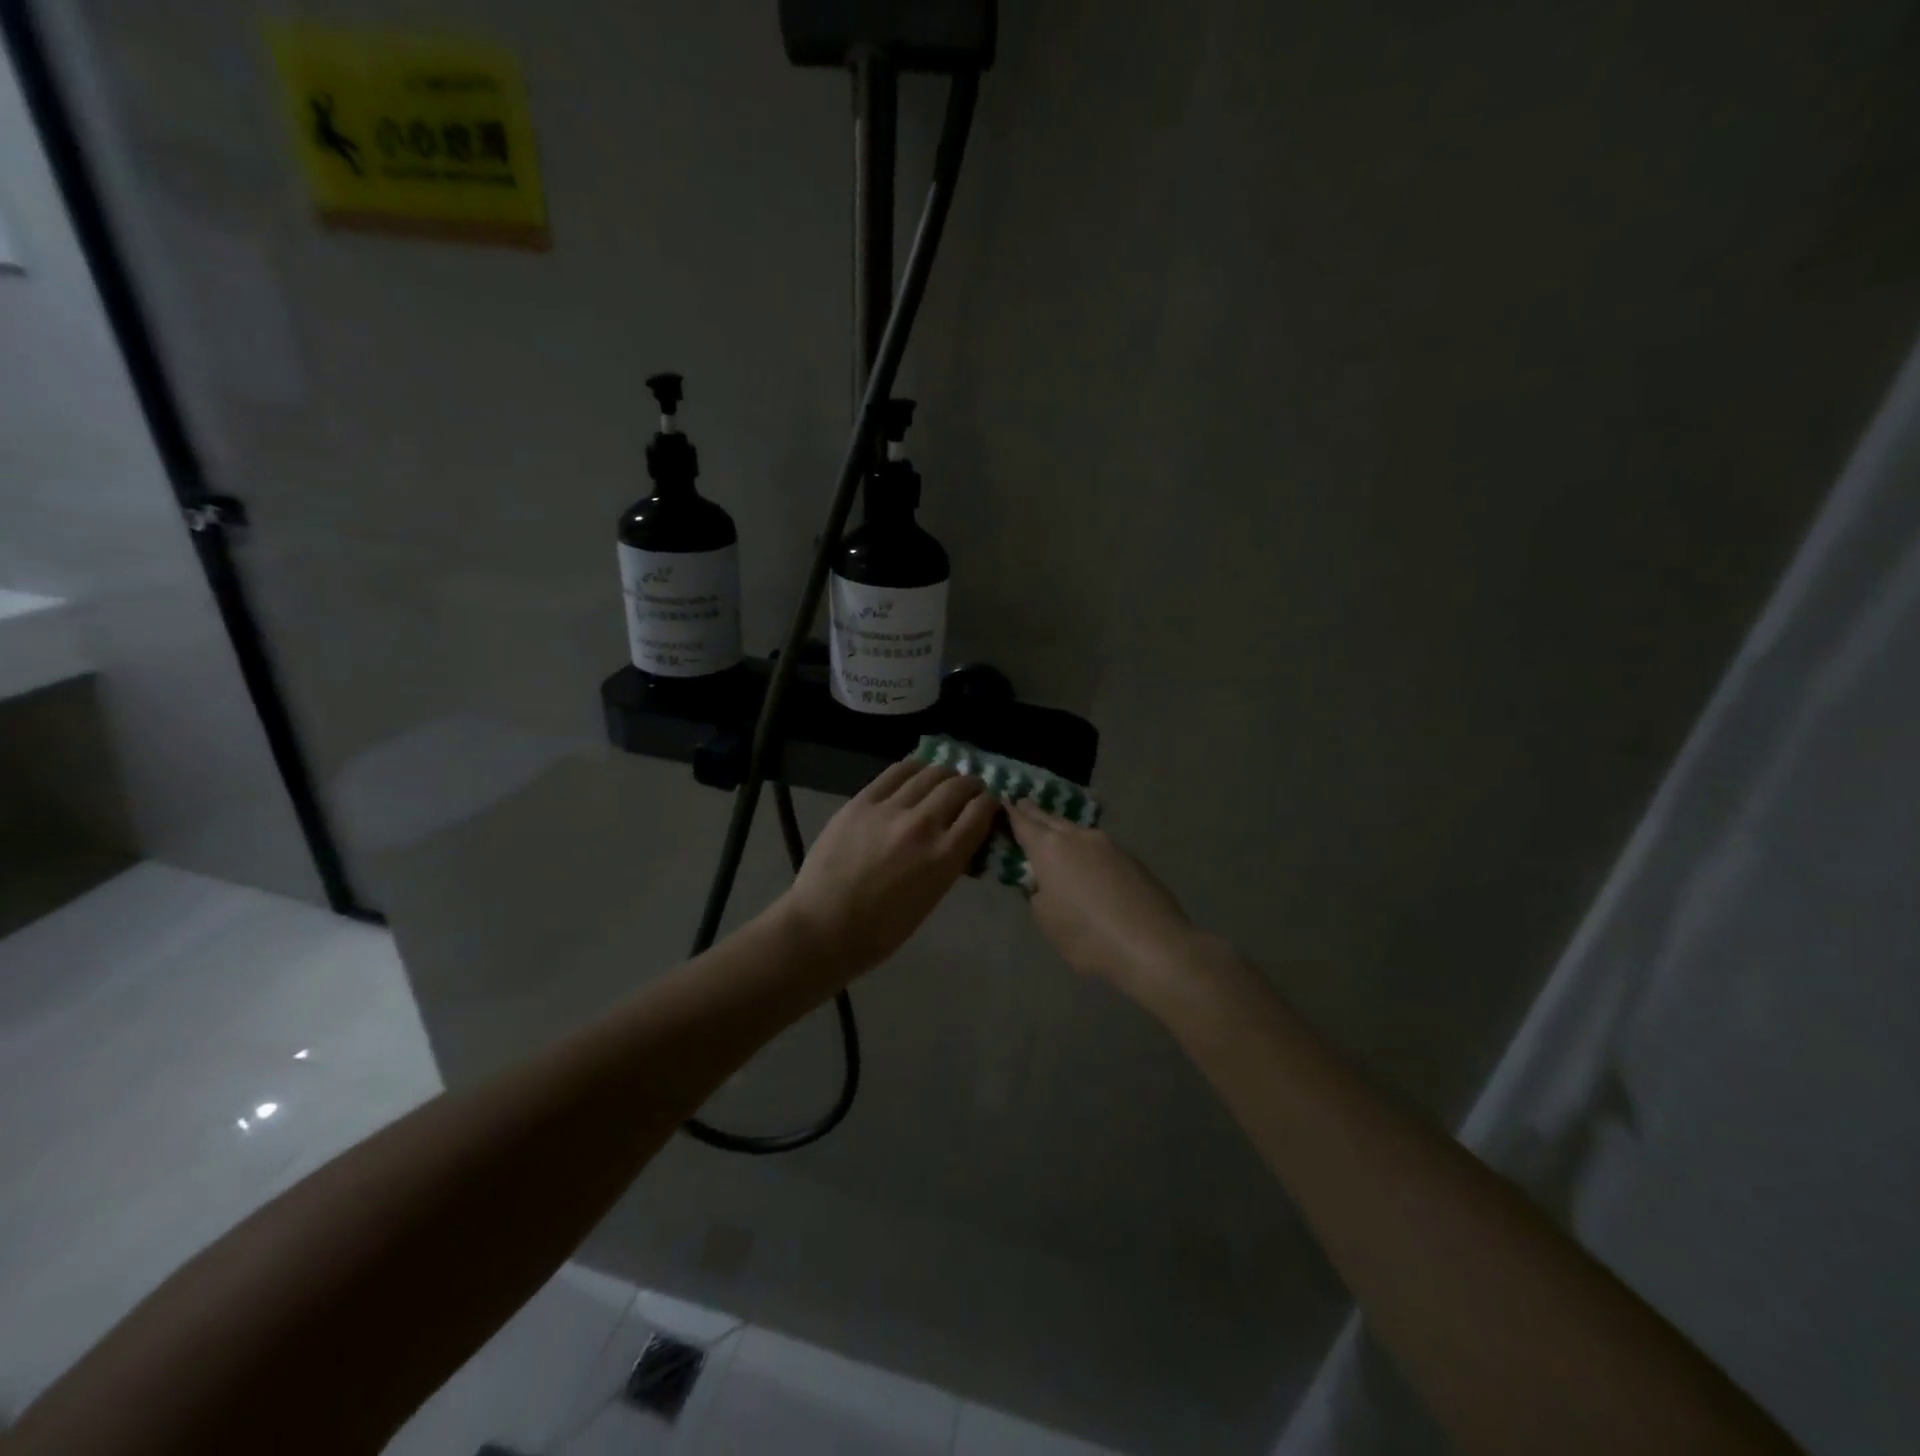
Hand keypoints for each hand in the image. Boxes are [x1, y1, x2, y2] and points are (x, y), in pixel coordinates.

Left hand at [781, 760, 1000, 973]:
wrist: (822, 927)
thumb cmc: (880, 930)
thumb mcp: (930, 898)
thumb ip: (949, 862)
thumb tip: (960, 837)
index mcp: (944, 857)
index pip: (981, 811)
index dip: (990, 803)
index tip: (988, 806)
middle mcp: (923, 825)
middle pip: (959, 786)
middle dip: (971, 786)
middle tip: (969, 791)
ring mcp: (889, 809)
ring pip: (930, 773)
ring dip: (944, 774)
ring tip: (943, 781)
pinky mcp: (862, 801)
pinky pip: (896, 772)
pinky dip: (913, 769)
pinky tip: (915, 775)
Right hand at [1006, 801, 1212, 1006]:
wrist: (1153, 945)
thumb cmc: (1088, 936)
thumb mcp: (1046, 920)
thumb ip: (1037, 894)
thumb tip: (1043, 881)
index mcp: (1049, 848)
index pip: (1023, 821)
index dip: (1010, 813)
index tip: (1002, 802)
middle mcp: (1078, 836)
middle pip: (1050, 819)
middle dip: (1035, 813)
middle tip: (1023, 805)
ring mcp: (1108, 844)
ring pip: (1077, 831)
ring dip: (1062, 831)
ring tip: (1053, 835)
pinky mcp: (1131, 858)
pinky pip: (1098, 847)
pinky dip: (1085, 850)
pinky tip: (1087, 864)